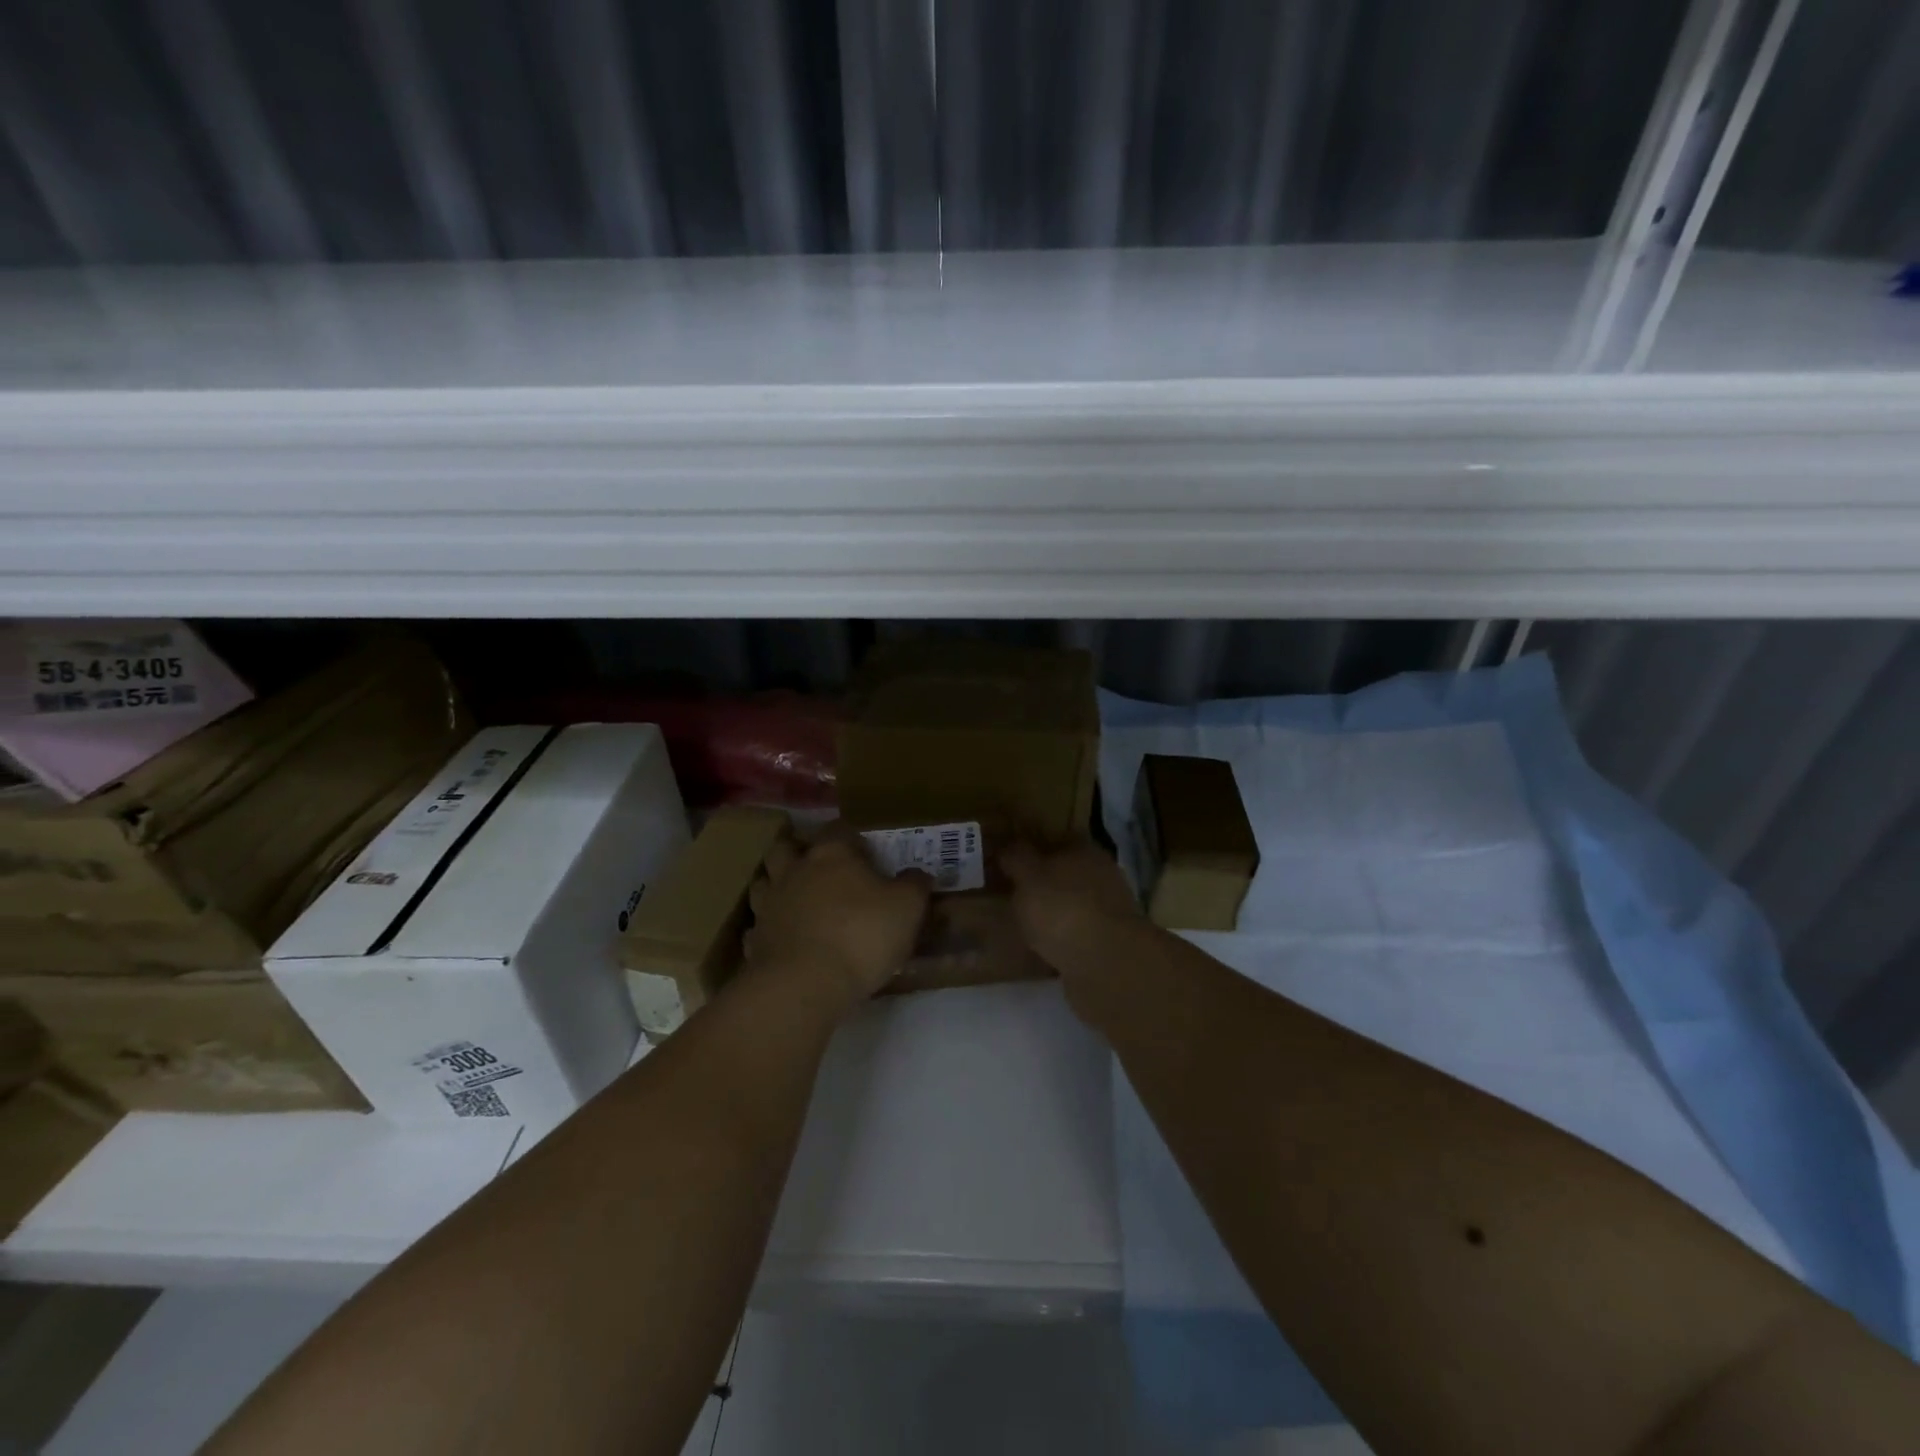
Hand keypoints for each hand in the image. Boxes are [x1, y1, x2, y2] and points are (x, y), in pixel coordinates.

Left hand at [745, 832, 930, 1010]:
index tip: (866, 852)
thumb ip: (915, 886)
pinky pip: (757, 928)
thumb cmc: (861, 935)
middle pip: (786, 848)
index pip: (838, 829)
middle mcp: (795, 871)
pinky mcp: (755, 941)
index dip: (851, 837)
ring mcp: (769, 906)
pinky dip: (768, 930)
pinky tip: (783, 940)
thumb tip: (919, 874)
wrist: (804, 985)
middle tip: (820, 868)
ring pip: (764, 883)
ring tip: (796, 901)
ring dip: (776, 886)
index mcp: (831, 855)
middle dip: (799, 852)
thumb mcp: (907, 908)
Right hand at [1001, 841, 1143, 1000]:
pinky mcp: (1107, 944)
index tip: (1008, 862)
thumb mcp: (1028, 877)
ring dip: (1051, 915)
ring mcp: (1108, 911)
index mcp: (1085, 851)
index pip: (1056, 840)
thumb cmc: (1063, 909)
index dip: (1032, 849)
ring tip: (1019, 927)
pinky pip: (1075, 936)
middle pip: (1065, 874)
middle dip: (1041, 884)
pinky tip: (1038, 951)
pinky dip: (1059, 941)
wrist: (1106, 964)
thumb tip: (1008, 847)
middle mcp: (1101, 876)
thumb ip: (1016, 858)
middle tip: (1008, 895)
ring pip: (1070, 906)